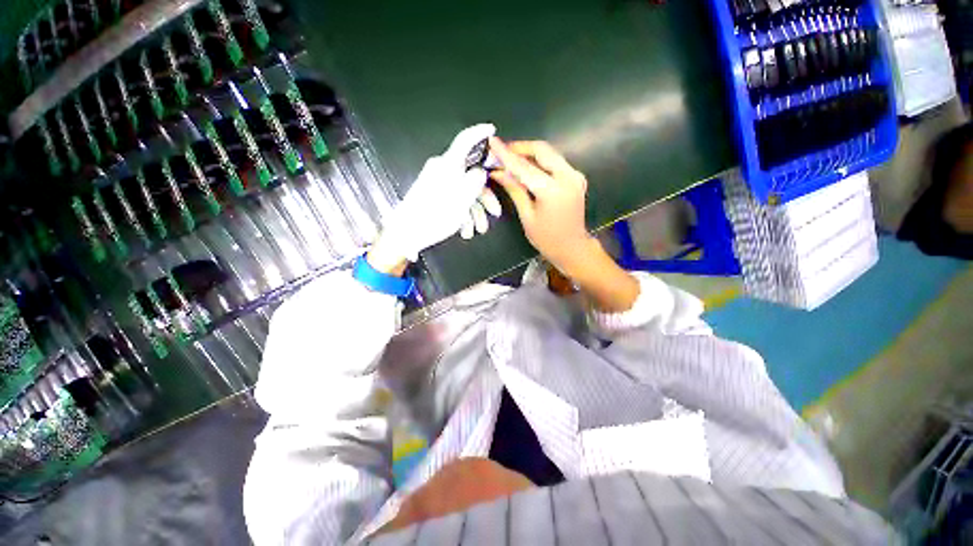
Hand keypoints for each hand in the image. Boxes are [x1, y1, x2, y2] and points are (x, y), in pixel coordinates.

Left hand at [369, 124, 501, 271]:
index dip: (479, 133)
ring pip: (464, 192)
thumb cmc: (435, 216)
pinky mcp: (433, 196)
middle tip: (494, 212)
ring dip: (474, 212)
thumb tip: (480, 172)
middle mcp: (442, 171)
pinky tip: (464, 230)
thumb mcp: (461, 200)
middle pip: (470, 176)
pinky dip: (462, 215)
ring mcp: (437, 184)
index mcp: (448, 165)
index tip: (491, 129)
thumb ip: (474, 182)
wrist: (406, 234)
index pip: (465, 140)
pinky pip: (454, 200)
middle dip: (484, 197)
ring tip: (476, 230)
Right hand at [489, 138, 639, 311]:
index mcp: (553, 190)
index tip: (492, 141)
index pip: (525, 167)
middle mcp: (568, 176)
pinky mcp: (576, 177)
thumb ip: (515, 189)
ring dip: (529, 153)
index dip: (506, 154)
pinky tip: (527, 168)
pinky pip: (555, 162)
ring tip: (510, 159)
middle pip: (542, 150)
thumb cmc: (547, 239)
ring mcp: (575, 175)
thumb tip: (497, 172)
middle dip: (520, 148)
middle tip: (501, 152)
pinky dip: (540, 161)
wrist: (573, 248)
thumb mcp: (527, 216)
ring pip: (549, 154)